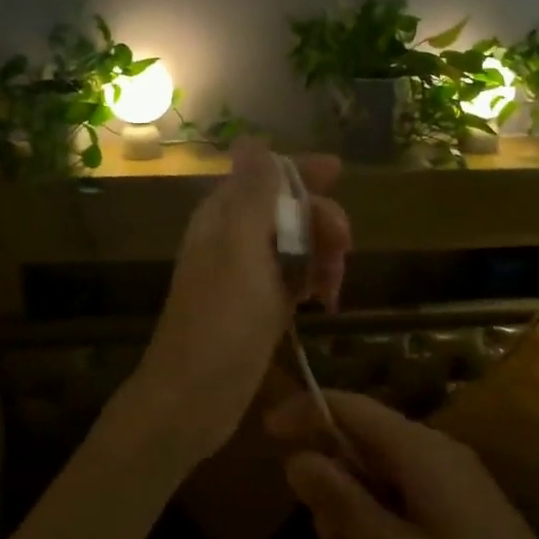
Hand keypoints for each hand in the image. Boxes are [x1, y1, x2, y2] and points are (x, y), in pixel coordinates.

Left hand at [131, 139, 349, 464]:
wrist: (193, 398)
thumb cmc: (219, 320)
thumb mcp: (240, 248)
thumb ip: (251, 194)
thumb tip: (251, 140)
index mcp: (223, 217)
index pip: (265, 176)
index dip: (301, 171)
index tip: (340, 173)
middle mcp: (234, 239)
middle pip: (288, 210)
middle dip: (321, 221)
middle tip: (344, 247)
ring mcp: (247, 275)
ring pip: (297, 246)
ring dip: (323, 255)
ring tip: (336, 286)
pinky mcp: (258, 307)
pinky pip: (295, 279)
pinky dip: (315, 282)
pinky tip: (327, 301)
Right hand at [267, 390, 538, 538]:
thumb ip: (341, 501)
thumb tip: (296, 457)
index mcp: (420, 451)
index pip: (351, 407)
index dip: (306, 411)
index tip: (267, 433)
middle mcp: (435, 449)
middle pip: (362, 443)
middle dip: (332, 484)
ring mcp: (452, 474)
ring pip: (380, 472)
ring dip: (353, 509)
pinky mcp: (461, 501)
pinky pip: (404, 491)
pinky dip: (380, 518)